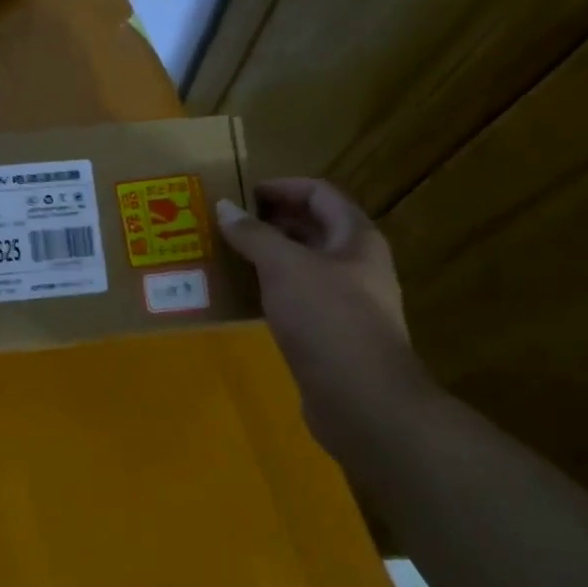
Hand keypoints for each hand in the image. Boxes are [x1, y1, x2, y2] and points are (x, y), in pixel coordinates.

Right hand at [216, 180, 433, 447]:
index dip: (282, 187)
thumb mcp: (285, 267)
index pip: (320, 193)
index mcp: (356, 237)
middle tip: (227, 225)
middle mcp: (357, 264)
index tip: (241, 194)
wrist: (361, 399)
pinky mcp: (331, 334)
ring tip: (228, 257)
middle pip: (313, 228)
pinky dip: (271, 290)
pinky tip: (243, 298)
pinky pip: (298, 299)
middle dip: (271, 222)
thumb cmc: (327, 319)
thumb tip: (225, 207)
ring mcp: (346, 301)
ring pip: (303, 266)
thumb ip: (254, 234)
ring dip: (268, 257)